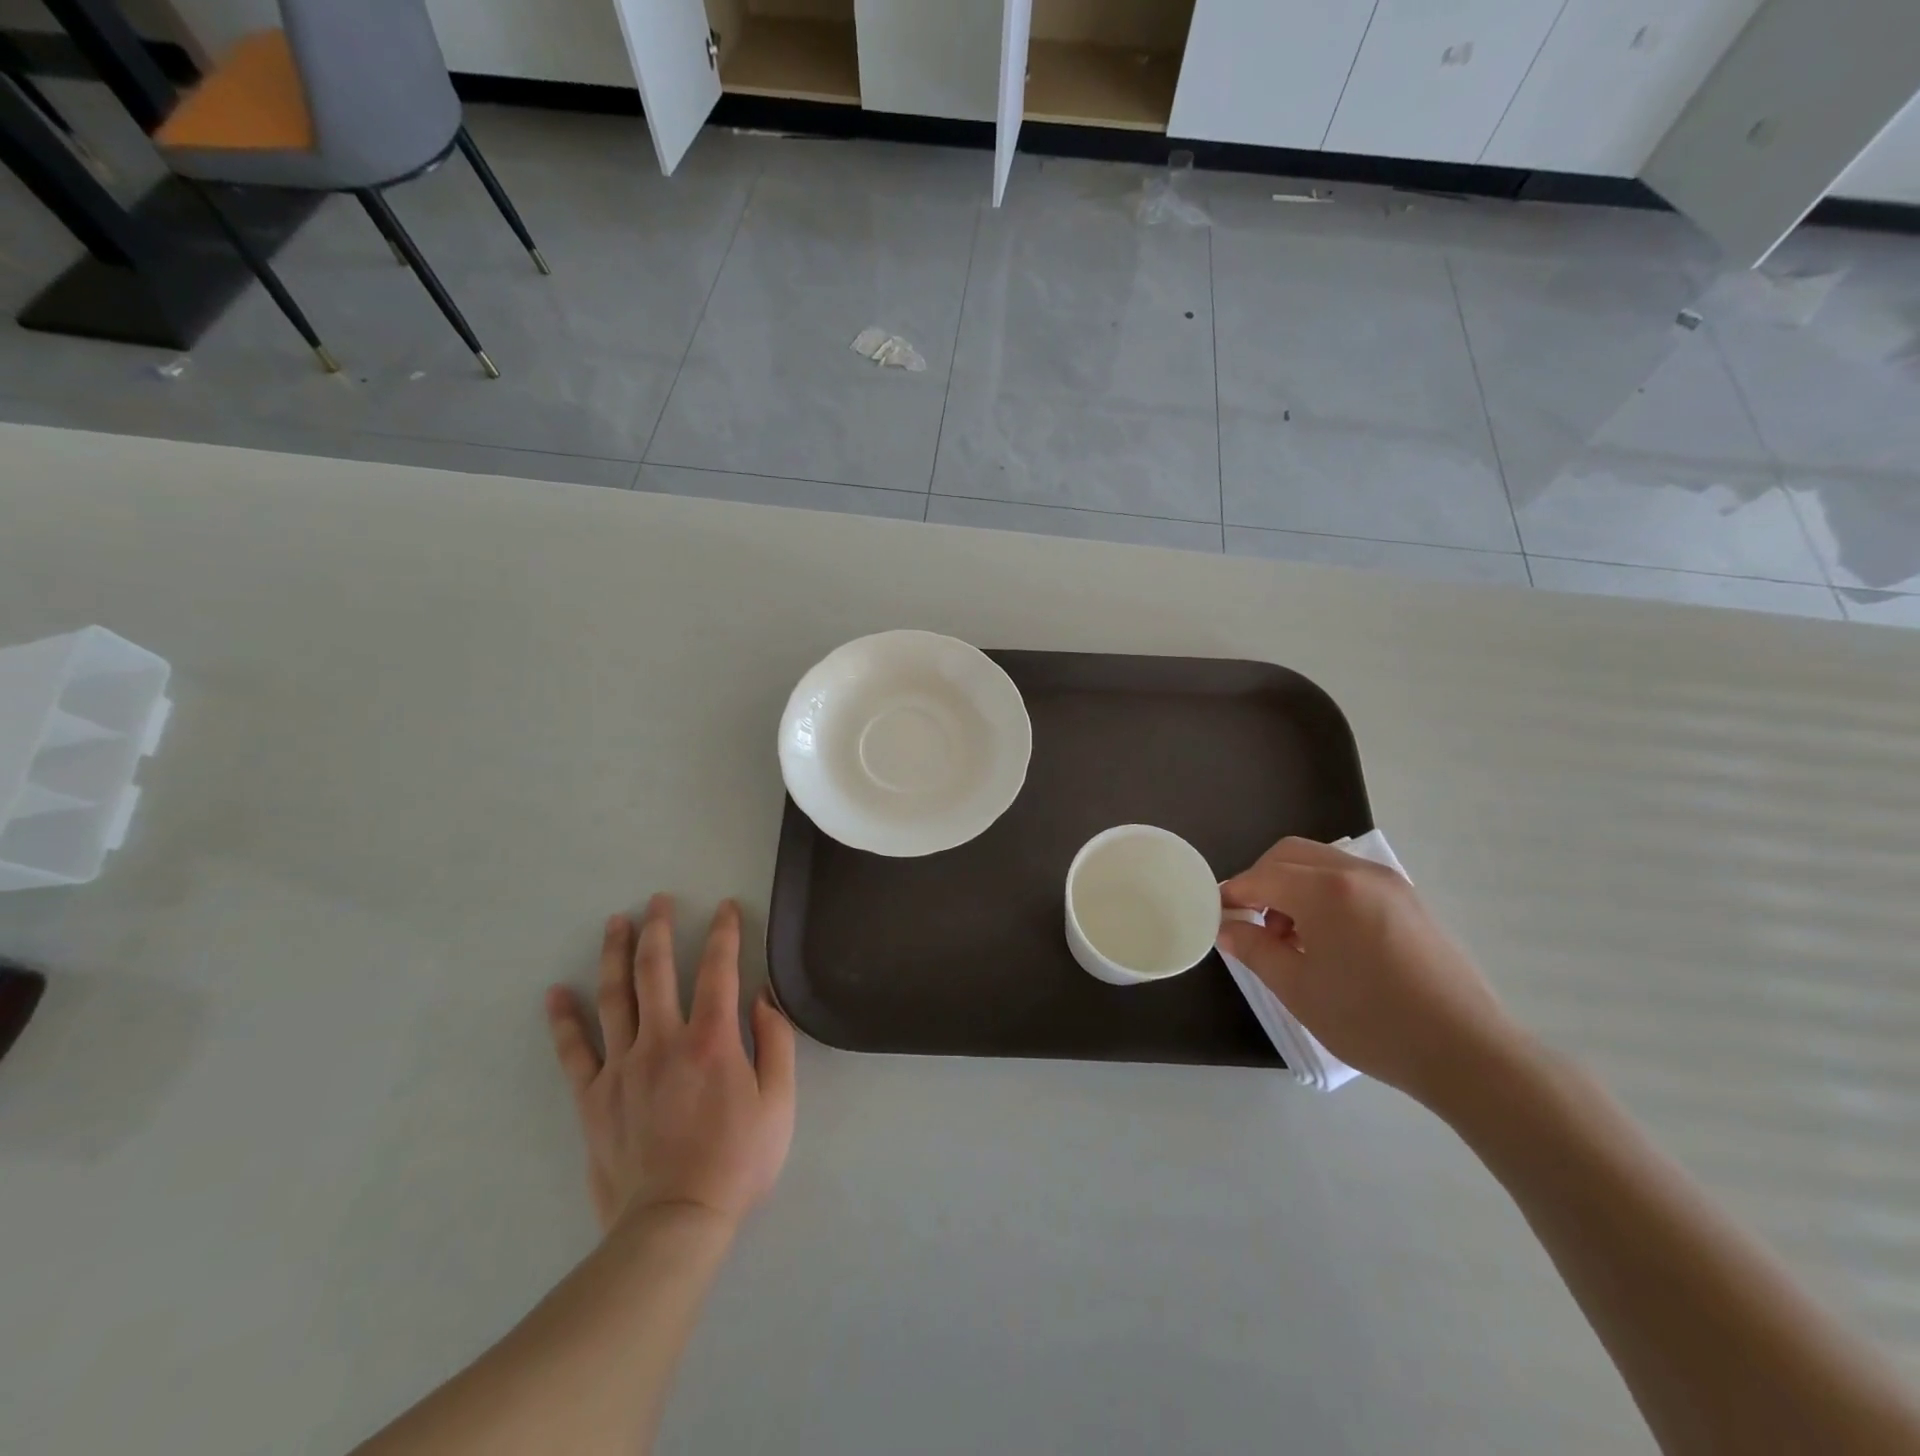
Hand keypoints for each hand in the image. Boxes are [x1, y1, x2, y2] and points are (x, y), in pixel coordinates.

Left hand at [545, 895, 795, 1233]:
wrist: (674, 1223)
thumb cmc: (737, 1161)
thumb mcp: (780, 1102)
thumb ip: (776, 1042)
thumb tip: (762, 995)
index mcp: (712, 1039)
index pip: (718, 968)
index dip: (724, 933)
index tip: (726, 908)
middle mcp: (663, 1040)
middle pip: (657, 970)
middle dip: (659, 928)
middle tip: (657, 900)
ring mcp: (622, 1067)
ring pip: (615, 997)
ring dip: (615, 955)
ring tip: (616, 923)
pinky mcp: (593, 1097)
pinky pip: (574, 1051)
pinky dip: (564, 1020)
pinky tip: (556, 994)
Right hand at [1218, 838, 1523, 1106]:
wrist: (1467, 1051)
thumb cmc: (1371, 1021)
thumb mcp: (1298, 989)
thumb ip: (1254, 949)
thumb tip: (1228, 928)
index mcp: (1325, 890)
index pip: (1262, 876)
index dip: (1233, 894)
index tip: (1218, 916)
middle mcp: (1356, 872)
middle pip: (1290, 854)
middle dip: (1262, 880)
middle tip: (1252, 921)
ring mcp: (1389, 883)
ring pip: (1322, 862)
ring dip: (1294, 884)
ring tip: (1293, 936)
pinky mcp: (1410, 900)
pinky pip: (1351, 878)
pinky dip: (1325, 892)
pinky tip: (1329, 938)